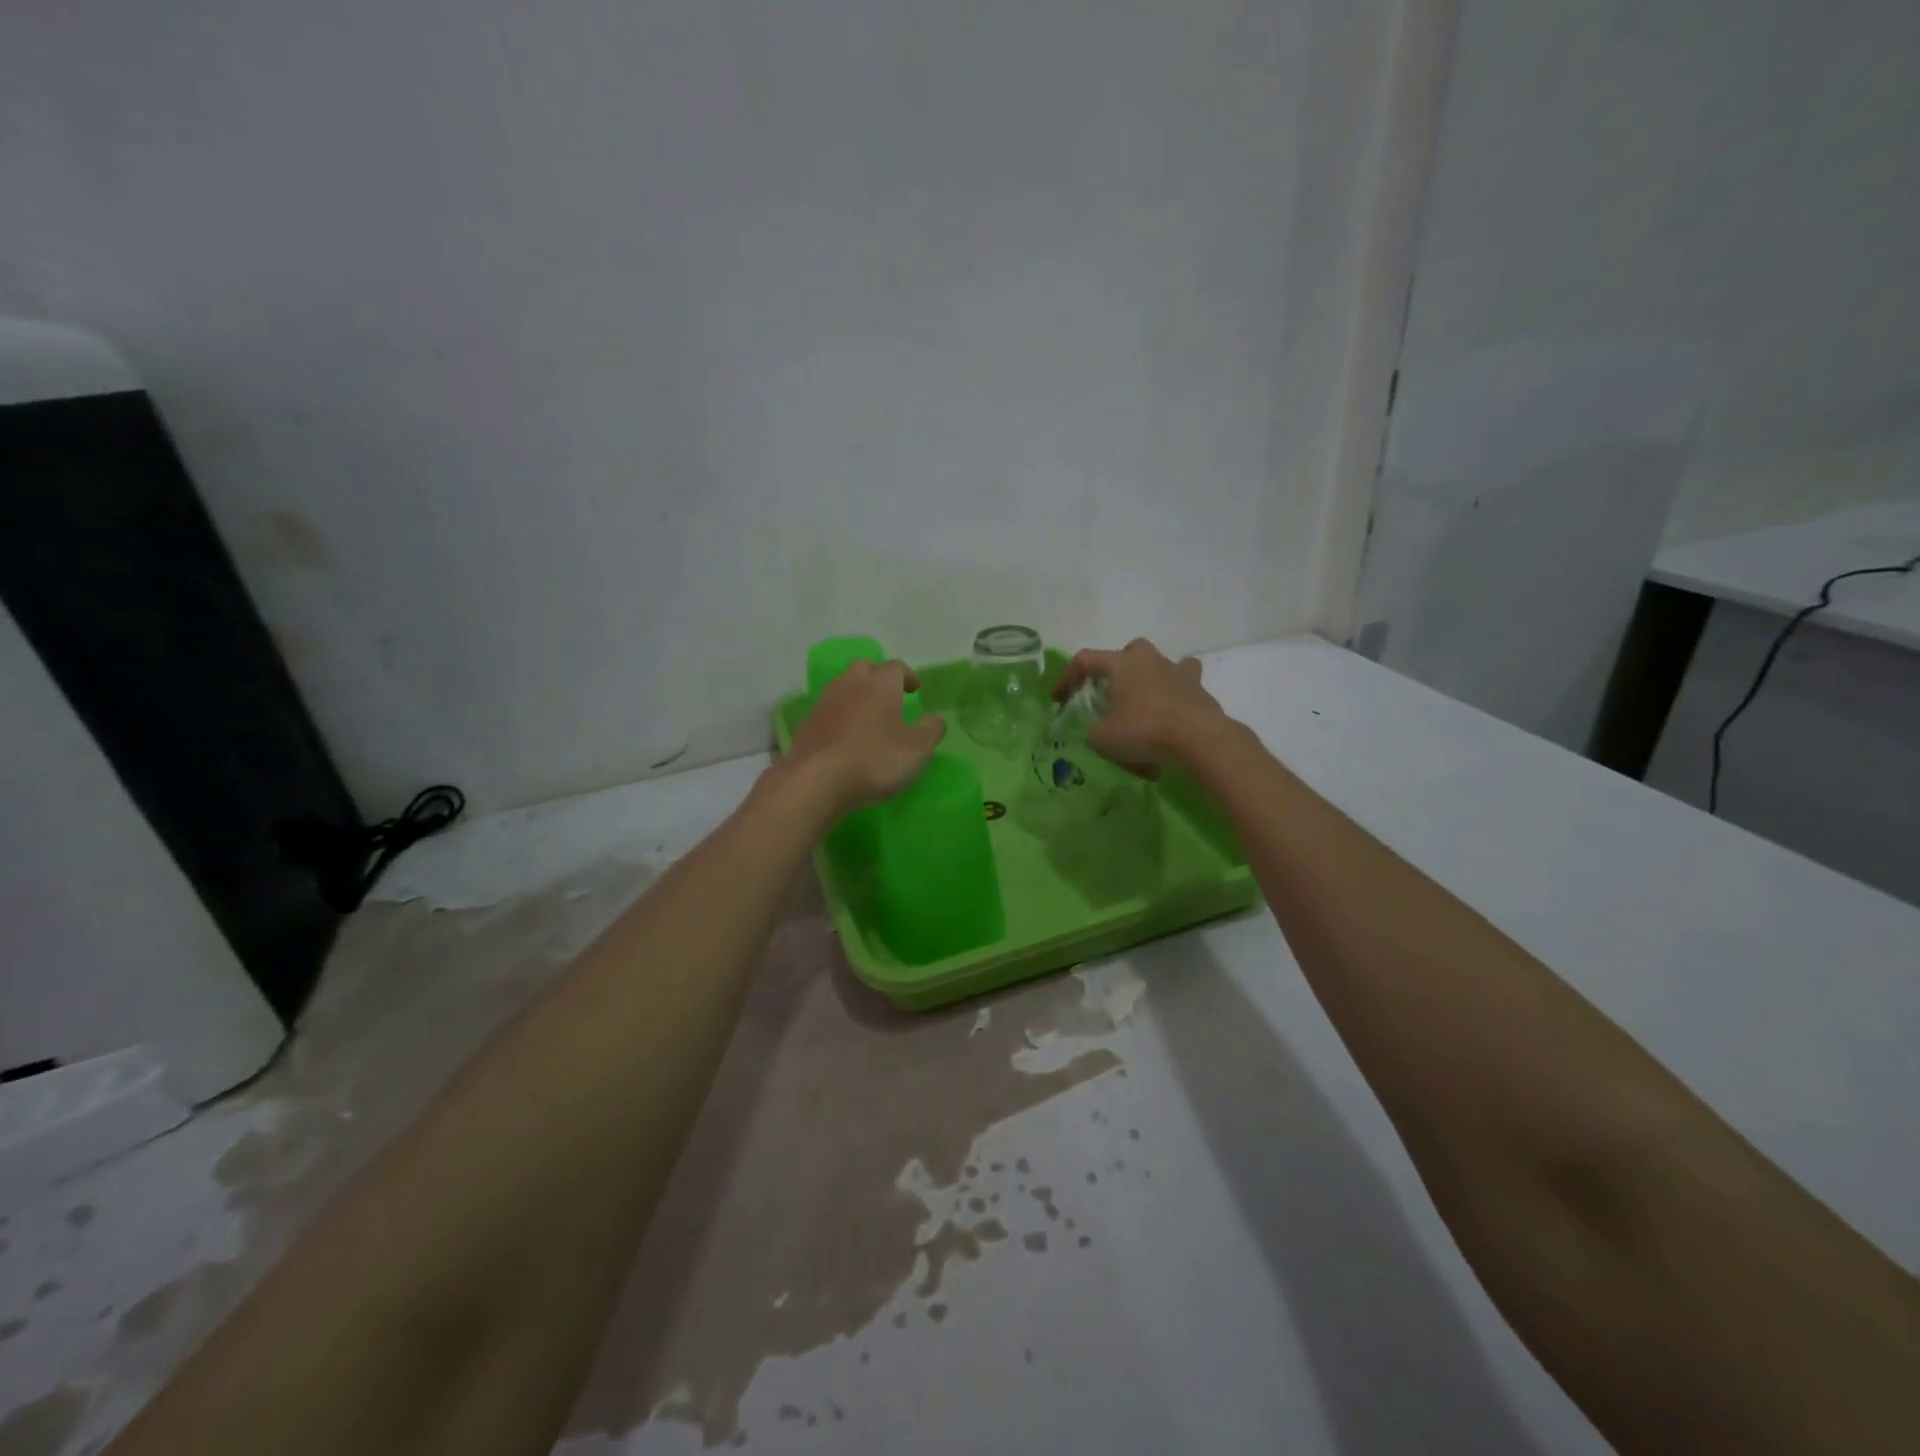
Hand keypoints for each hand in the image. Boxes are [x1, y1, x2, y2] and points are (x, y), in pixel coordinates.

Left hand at [784, 659, 946, 814]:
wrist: (816, 780)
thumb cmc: (874, 760)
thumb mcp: (917, 749)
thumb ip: (931, 730)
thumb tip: (936, 719)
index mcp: (880, 684)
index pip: (896, 667)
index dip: (908, 676)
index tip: (915, 689)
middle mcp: (850, 684)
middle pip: (865, 668)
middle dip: (878, 677)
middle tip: (890, 695)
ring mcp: (825, 702)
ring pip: (844, 687)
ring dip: (857, 696)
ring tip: (868, 717)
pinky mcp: (807, 724)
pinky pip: (829, 711)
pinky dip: (840, 717)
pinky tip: (846, 736)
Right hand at [1053, 638, 1232, 777]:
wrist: (1198, 738)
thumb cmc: (1143, 730)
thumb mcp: (1102, 738)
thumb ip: (1094, 730)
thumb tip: (1099, 729)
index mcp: (1121, 664)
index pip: (1085, 660)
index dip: (1067, 677)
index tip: (1059, 700)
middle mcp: (1150, 660)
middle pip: (1130, 650)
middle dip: (1118, 667)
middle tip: (1112, 692)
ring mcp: (1179, 672)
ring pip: (1164, 663)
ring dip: (1153, 677)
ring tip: (1146, 702)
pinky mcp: (1200, 691)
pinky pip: (1186, 687)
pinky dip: (1177, 698)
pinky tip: (1172, 718)